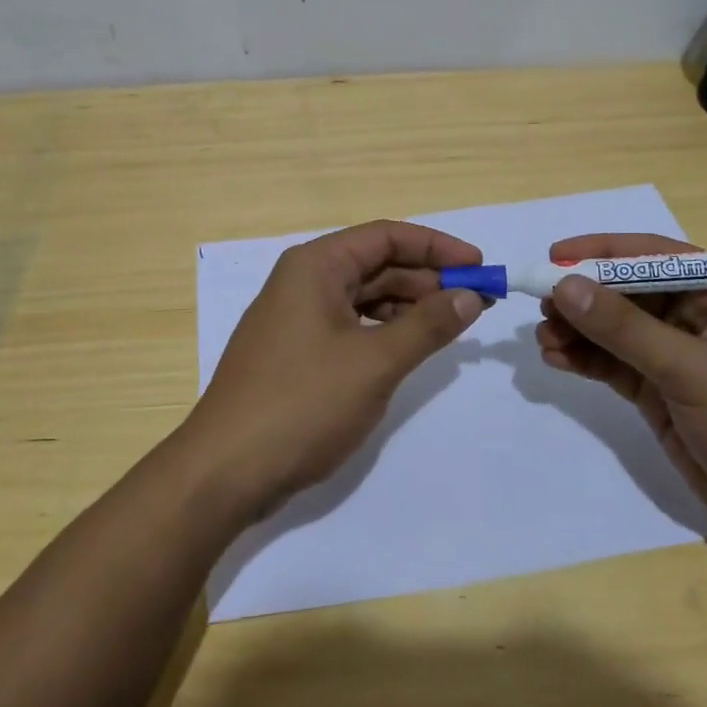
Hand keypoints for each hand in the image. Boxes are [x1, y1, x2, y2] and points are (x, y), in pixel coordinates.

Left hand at [180, 220, 485, 517]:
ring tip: (451, 326)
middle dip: (426, 279)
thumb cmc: (302, 403)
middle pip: (375, 264)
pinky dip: (384, 332)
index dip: (437, 247)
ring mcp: (296, 318)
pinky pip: (349, 326)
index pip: (386, 236)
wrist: (226, 470)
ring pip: (364, 297)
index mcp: (316, 266)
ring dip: (408, 307)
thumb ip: (427, 324)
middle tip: (476, 302)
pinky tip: (410, 349)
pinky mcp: (296, 352)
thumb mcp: (375, 362)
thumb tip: (470, 296)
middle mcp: (303, 281)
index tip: (480, 267)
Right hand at [534, 233, 706, 546]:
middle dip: (583, 298)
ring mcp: (677, 355)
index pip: (654, 257)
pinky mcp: (661, 390)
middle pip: (627, 292)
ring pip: (615, 329)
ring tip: (543, 338)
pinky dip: (585, 359)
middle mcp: (698, 316)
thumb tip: (564, 286)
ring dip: (578, 330)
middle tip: (540, 304)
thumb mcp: (690, 370)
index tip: (554, 258)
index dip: (602, 253)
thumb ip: (624, 328)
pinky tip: (556, 358)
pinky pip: (614, 363)